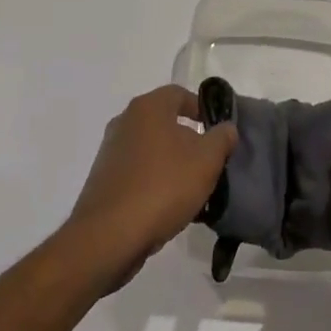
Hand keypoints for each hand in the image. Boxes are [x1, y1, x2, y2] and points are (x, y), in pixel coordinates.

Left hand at [64, 85, 237, 293]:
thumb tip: (226, 127)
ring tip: (194, 190)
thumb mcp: (206, 161)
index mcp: (148, 108)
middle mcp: (125, 122)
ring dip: (173, 164)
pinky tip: (170, 207)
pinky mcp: (104, 180)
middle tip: (210, 162)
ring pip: (152, 150)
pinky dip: (155, 182)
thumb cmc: (162, 187)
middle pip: (165, 122)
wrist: (109, 236)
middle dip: (189, 140)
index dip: (202, 108)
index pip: (179, 94)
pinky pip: (138, 172)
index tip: (218, 130)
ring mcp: (111, 151)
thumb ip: (221, 139)